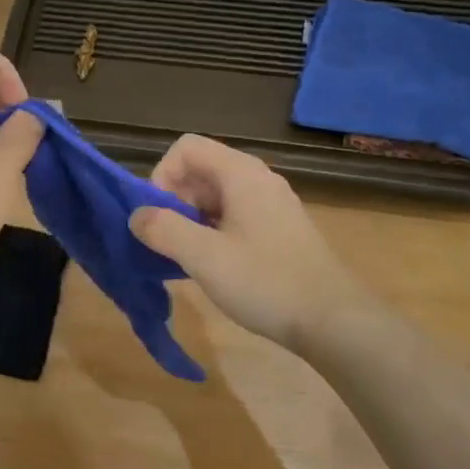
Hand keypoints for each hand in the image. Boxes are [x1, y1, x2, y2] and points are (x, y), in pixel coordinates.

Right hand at [128, 134, 369, 351]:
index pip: (186, 148)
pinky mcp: (278, 230)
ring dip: (190, 219)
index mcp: (241, 174)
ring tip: (183, 257)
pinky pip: (233, 216)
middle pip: (201, 170)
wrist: (332, 320)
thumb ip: (164, 230)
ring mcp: (271, 205)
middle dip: (173, 200)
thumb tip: (136, 215)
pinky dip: (211, 232)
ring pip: (216, 196)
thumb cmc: (266, 282)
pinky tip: (210, 266)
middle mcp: (257, 180)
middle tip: (166, 242)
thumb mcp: (205, 257)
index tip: (156, 217)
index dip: (161, 175)